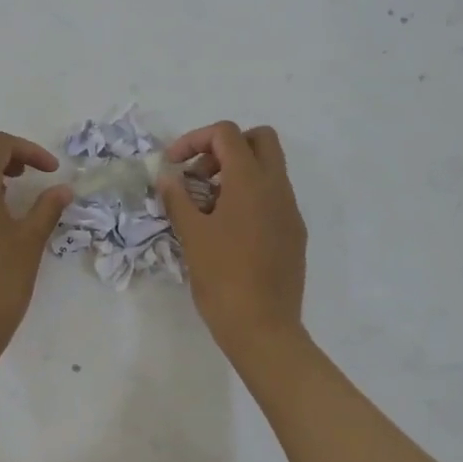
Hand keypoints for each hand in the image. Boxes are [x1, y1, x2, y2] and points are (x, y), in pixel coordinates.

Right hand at [156, 121, 306, 356]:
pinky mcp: (295, 233)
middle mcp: (277, 188)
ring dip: (238, 172)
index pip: (227, 134)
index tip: (174, 165)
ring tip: (208, 205)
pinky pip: (275, 197)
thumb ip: (178, 198)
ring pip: (270, 169)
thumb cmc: (222, 278)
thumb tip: (167, 176)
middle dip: (226, 147)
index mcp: (251, 182)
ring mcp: (291, 210)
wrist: (263, 327)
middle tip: (200, 175)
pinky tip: (229, 230)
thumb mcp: (192, 235)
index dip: (195, 139)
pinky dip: (251, 196)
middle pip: (260, 139)